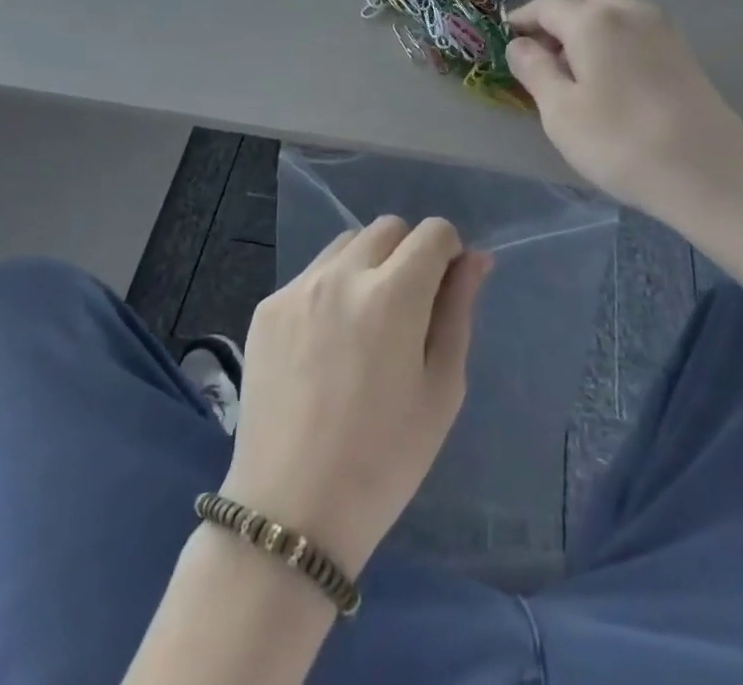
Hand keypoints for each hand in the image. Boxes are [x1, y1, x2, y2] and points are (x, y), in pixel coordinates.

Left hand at [220, 217, 489, 575]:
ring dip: (368, 263)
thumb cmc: (384, 460)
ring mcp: (298, 288)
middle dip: (409, 253)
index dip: (448, 252)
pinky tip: (326, 342)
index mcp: (393, 295)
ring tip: (365, 322)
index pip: (433, 232)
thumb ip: (459, 311)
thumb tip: (474, 258)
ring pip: (347, 243)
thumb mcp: (441, 389)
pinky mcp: (267, 307)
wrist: (291, 513)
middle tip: (408, 308)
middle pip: (389, 228)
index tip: (445, 287)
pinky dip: (331, 288)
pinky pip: (312, 273)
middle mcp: (342, 275)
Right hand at [507, 0, 742, 216]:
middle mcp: (629, 11)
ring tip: (579, 67)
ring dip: (591, 21)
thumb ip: (535, 71)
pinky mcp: (683, 51)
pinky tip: (613, 77)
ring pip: (618, 5)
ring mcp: (662, 29)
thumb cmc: (621, 142)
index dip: (523, 19)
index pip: (547, 6)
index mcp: (593, 20)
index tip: (507, 37)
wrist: (711, 172)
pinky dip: (617, 36)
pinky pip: (638, 26)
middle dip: (562, 10)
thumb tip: (519, 44)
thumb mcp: (560, 112)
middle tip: (548, 50)